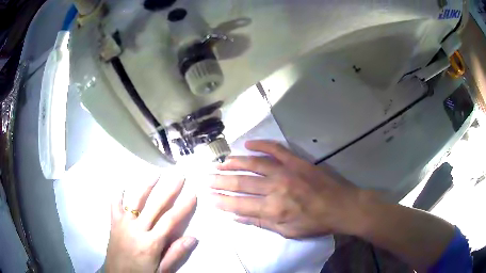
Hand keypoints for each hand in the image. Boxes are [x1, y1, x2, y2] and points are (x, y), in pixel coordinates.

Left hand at [105, 178, 196, 272]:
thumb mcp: (162, 270)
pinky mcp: (113, 223)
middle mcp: (137, 229)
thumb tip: (193, 238)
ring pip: (136, 201)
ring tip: (156, 173)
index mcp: (151, 243)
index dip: (183, 207)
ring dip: (147, 186)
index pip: (170, 221)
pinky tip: (122, 186)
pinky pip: (115, 205)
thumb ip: (175, 254)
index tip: (193, 193)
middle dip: (169, 189)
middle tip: (179, 175)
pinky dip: (118, 195)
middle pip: (155, 206)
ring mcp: (123, 224)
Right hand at [210, 140, 363, 238]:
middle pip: (241, 183)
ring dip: (234, 163)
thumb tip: (235, 217)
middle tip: (206, 178)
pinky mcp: (296, 161)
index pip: (239, 204)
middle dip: (221, 181)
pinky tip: (247, 143)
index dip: (222, 200)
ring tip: (220, 163)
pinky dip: (261, 144)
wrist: (341, 206)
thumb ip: (260, 223)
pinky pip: (275, 149)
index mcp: (273, 209)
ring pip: (254, 164)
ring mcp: (286, 171)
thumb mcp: (287, 232)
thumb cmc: (315, 223)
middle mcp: (275, 188)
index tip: (208, 197)